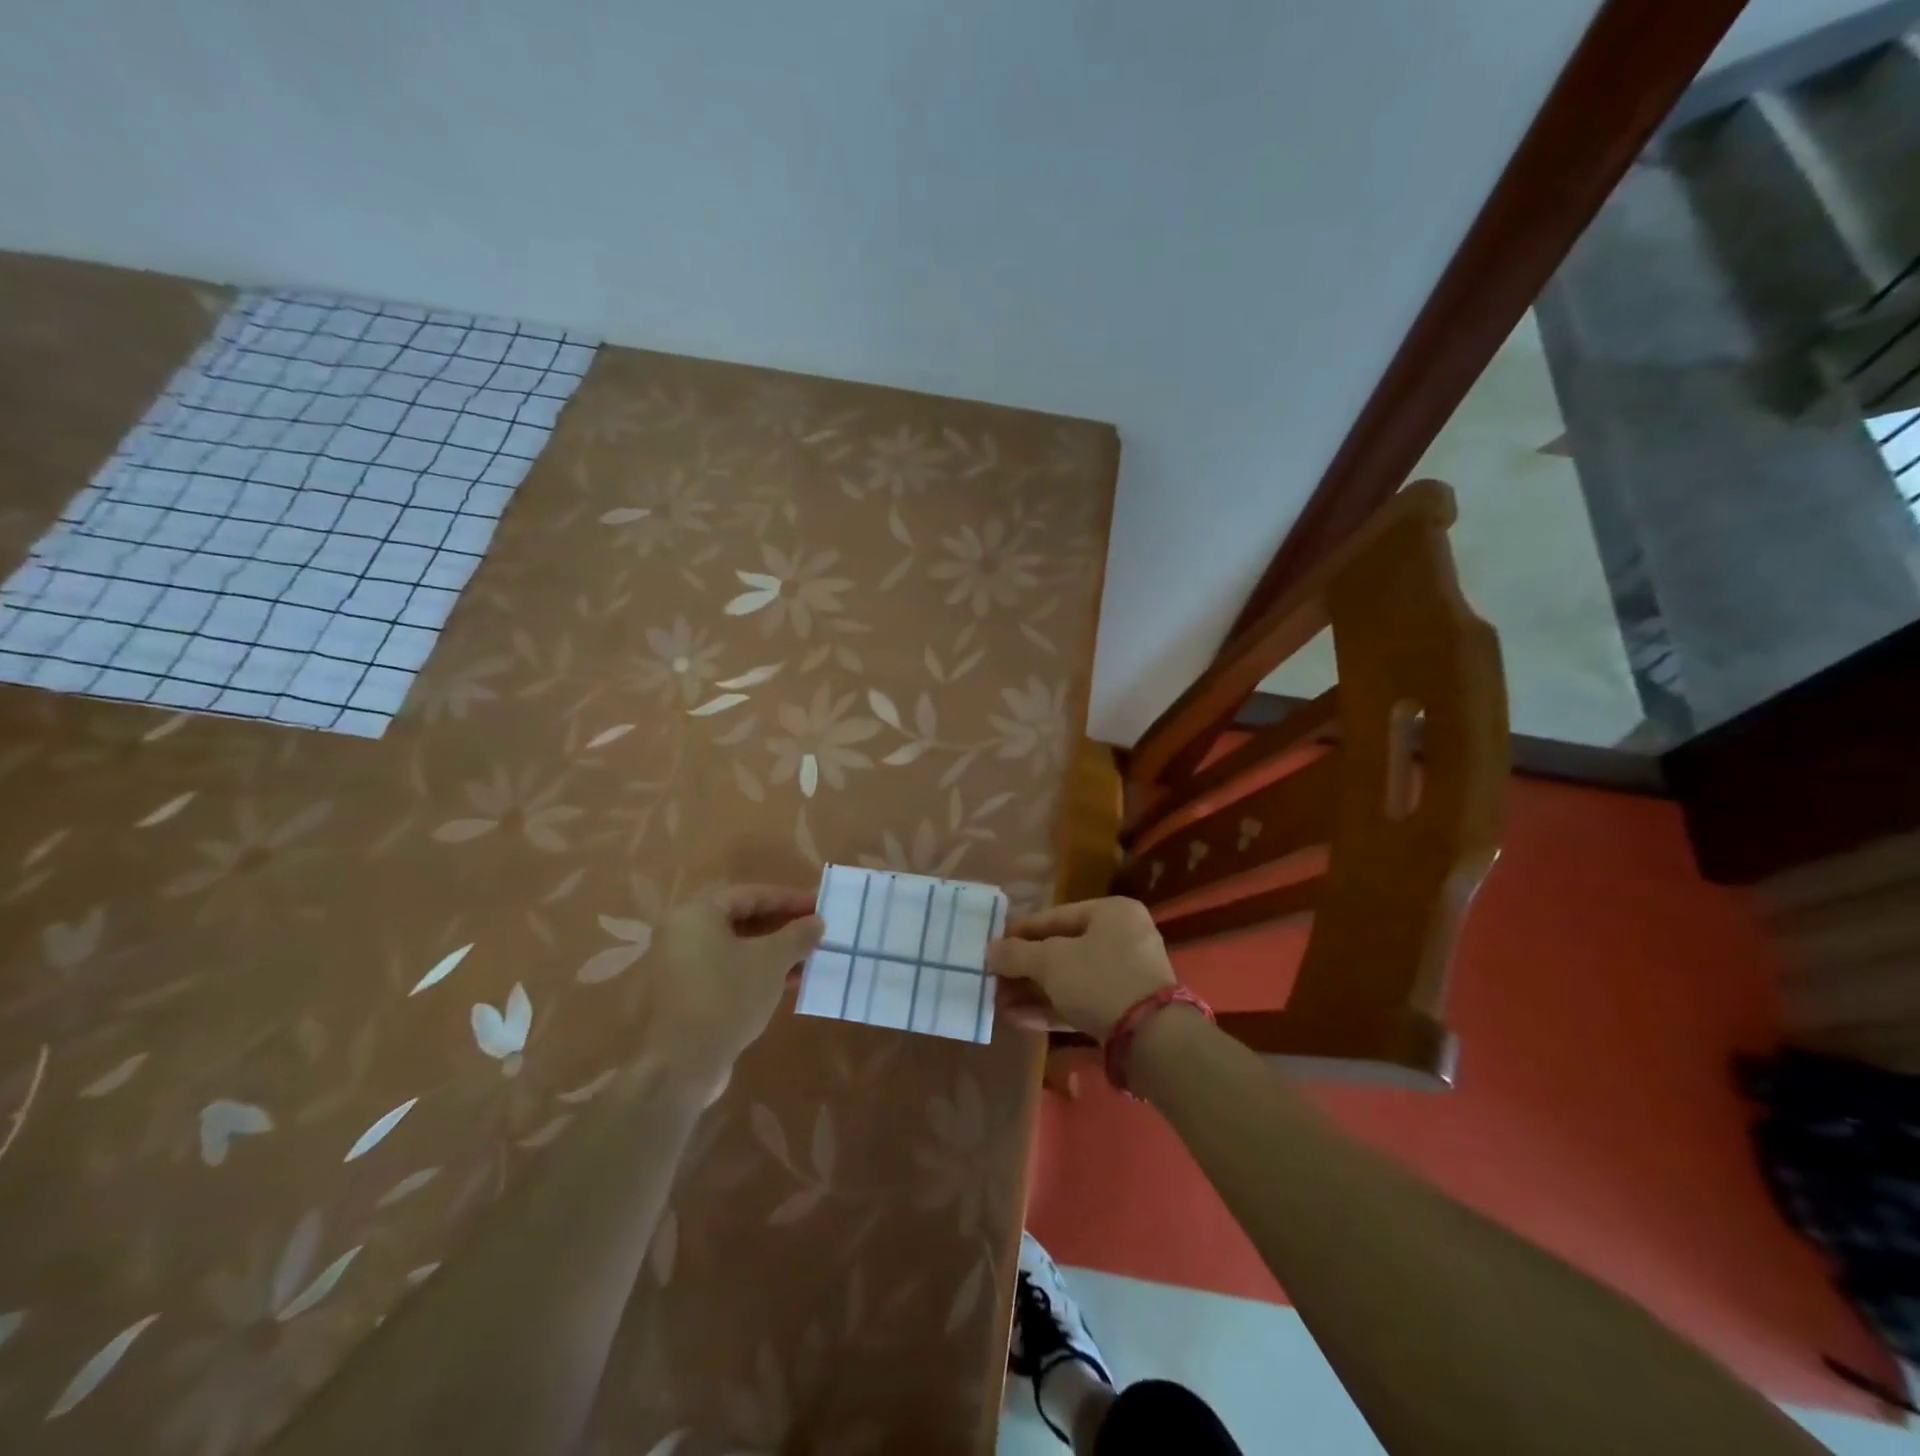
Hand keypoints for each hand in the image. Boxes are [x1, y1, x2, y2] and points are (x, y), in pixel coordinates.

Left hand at [651, 885, 823, 1087]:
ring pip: (738, 949)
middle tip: (817, 933)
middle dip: (783, 927)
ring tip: (810, 960)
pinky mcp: (688, 996)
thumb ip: (797, 935)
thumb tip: (816, 921)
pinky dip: (758, 973)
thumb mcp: (771, 961)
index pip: (752, 895)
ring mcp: (682, 967)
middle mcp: (683, 934)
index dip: (790, 899)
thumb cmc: (726, 998)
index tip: (820, 906)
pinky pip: (729, 972)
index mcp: (697, 914)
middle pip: (743, 920)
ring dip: (775, 952)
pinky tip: (789, 984)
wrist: (680, 1067)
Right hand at [986, 897, 1175, 1040]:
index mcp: (1112, 913)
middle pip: (1062, 949)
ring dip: (1033, 991)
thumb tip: (990, 949)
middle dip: (1025, 968)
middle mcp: (1123, 938)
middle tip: (993, 979)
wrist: (1152, 1039)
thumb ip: (1017, 954)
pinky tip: (1018, 1018)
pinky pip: (1081, 1001)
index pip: (1056, 916)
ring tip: (998, 1002)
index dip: (1021, 931)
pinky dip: (1051, 1008)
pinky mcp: (1124, 1010)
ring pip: (1070, 979)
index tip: (993, 945)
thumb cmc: (1099, 980)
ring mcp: (1126, 976)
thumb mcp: (1051, 962)